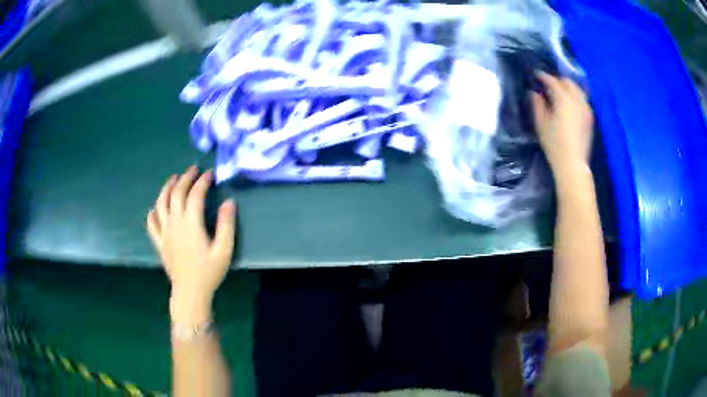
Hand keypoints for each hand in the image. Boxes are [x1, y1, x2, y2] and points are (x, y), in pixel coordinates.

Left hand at [146, 166, 236, 324]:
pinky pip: (151, 222)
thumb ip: (226, 225)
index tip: (210, 174)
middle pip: (176, 193)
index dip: (202, 181)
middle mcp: (174, 223)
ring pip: (161, 203)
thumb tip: (229, 202)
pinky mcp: (158, 241)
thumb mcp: (224, 250)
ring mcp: (164, 231)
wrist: (190, 292)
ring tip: (174, 179)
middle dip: (185, 178)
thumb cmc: (208, 272)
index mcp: (191, 223)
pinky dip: (153, 211)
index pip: (195, 194)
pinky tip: (156, 207)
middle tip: (194, 169)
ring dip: (167, 187)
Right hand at [532, 72, 594, 180]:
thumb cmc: (554, 144)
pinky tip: (570, 104)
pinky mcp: (590, 117)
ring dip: (568, 87)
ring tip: (560, 92)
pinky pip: (583, 99)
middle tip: (548, 84)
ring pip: (577, 89)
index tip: (536, 75)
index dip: (543, 76)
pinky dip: (576, 96)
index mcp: (563, 99)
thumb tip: (535, 93)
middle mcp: (576, 100)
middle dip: (558, 80)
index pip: (552, 81)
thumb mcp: (541, 123)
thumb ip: (537, 104)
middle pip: (568, 82)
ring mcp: (586, 108)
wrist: (573, 163)